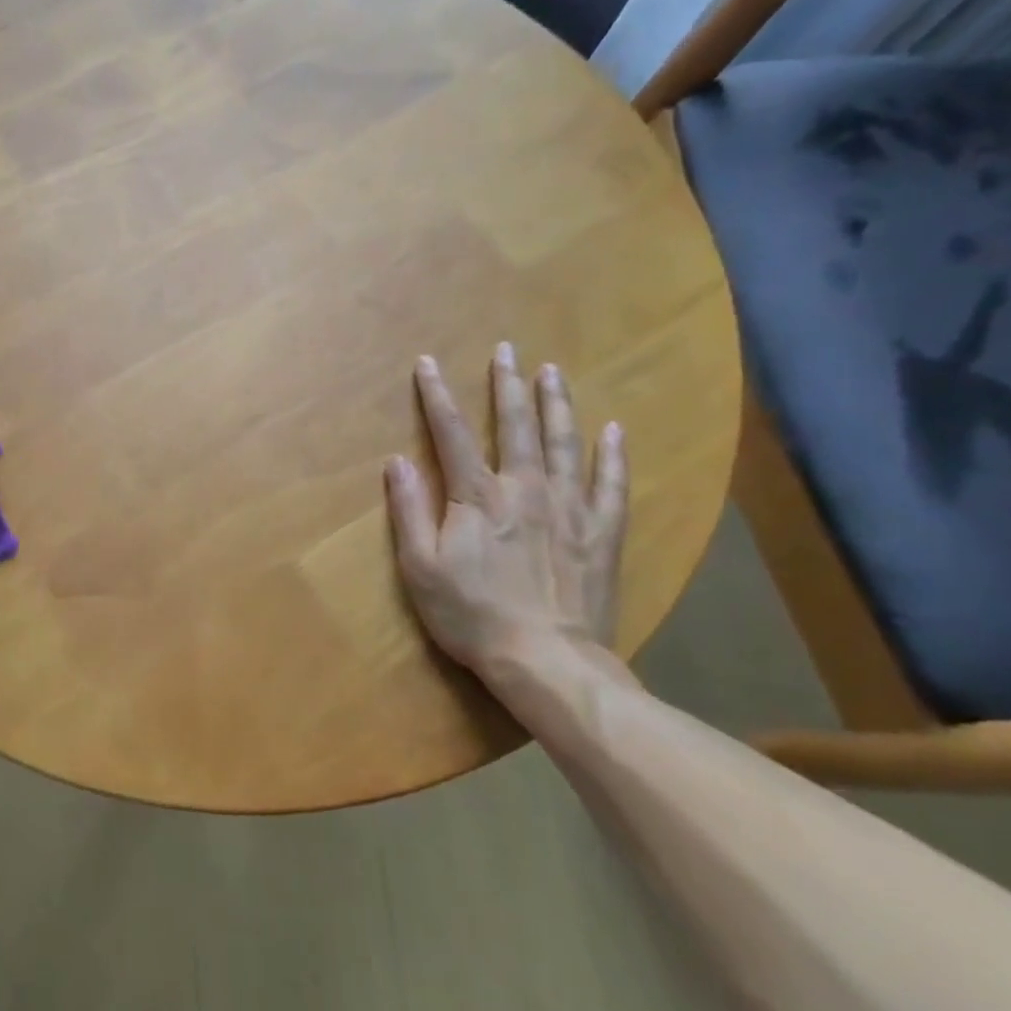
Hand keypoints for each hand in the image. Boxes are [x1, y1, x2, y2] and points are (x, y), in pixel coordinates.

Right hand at [384, 344, 627, 674]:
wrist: (545, 660)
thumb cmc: (471, 614)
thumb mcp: (420, 567)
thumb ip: (409, 510)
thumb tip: (397, 460)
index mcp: (477, 497)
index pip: (451, 434)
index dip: (437, 395)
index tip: (428, 363)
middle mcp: (525, 489)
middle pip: (515, 426)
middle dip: (507, 385)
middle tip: (507, 349)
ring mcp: (569, 508)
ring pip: (564, 443)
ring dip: (557, 404)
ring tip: (553, 371)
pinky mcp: (600, 533)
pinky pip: (611, 485)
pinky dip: (613, 455)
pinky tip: (613, 429)